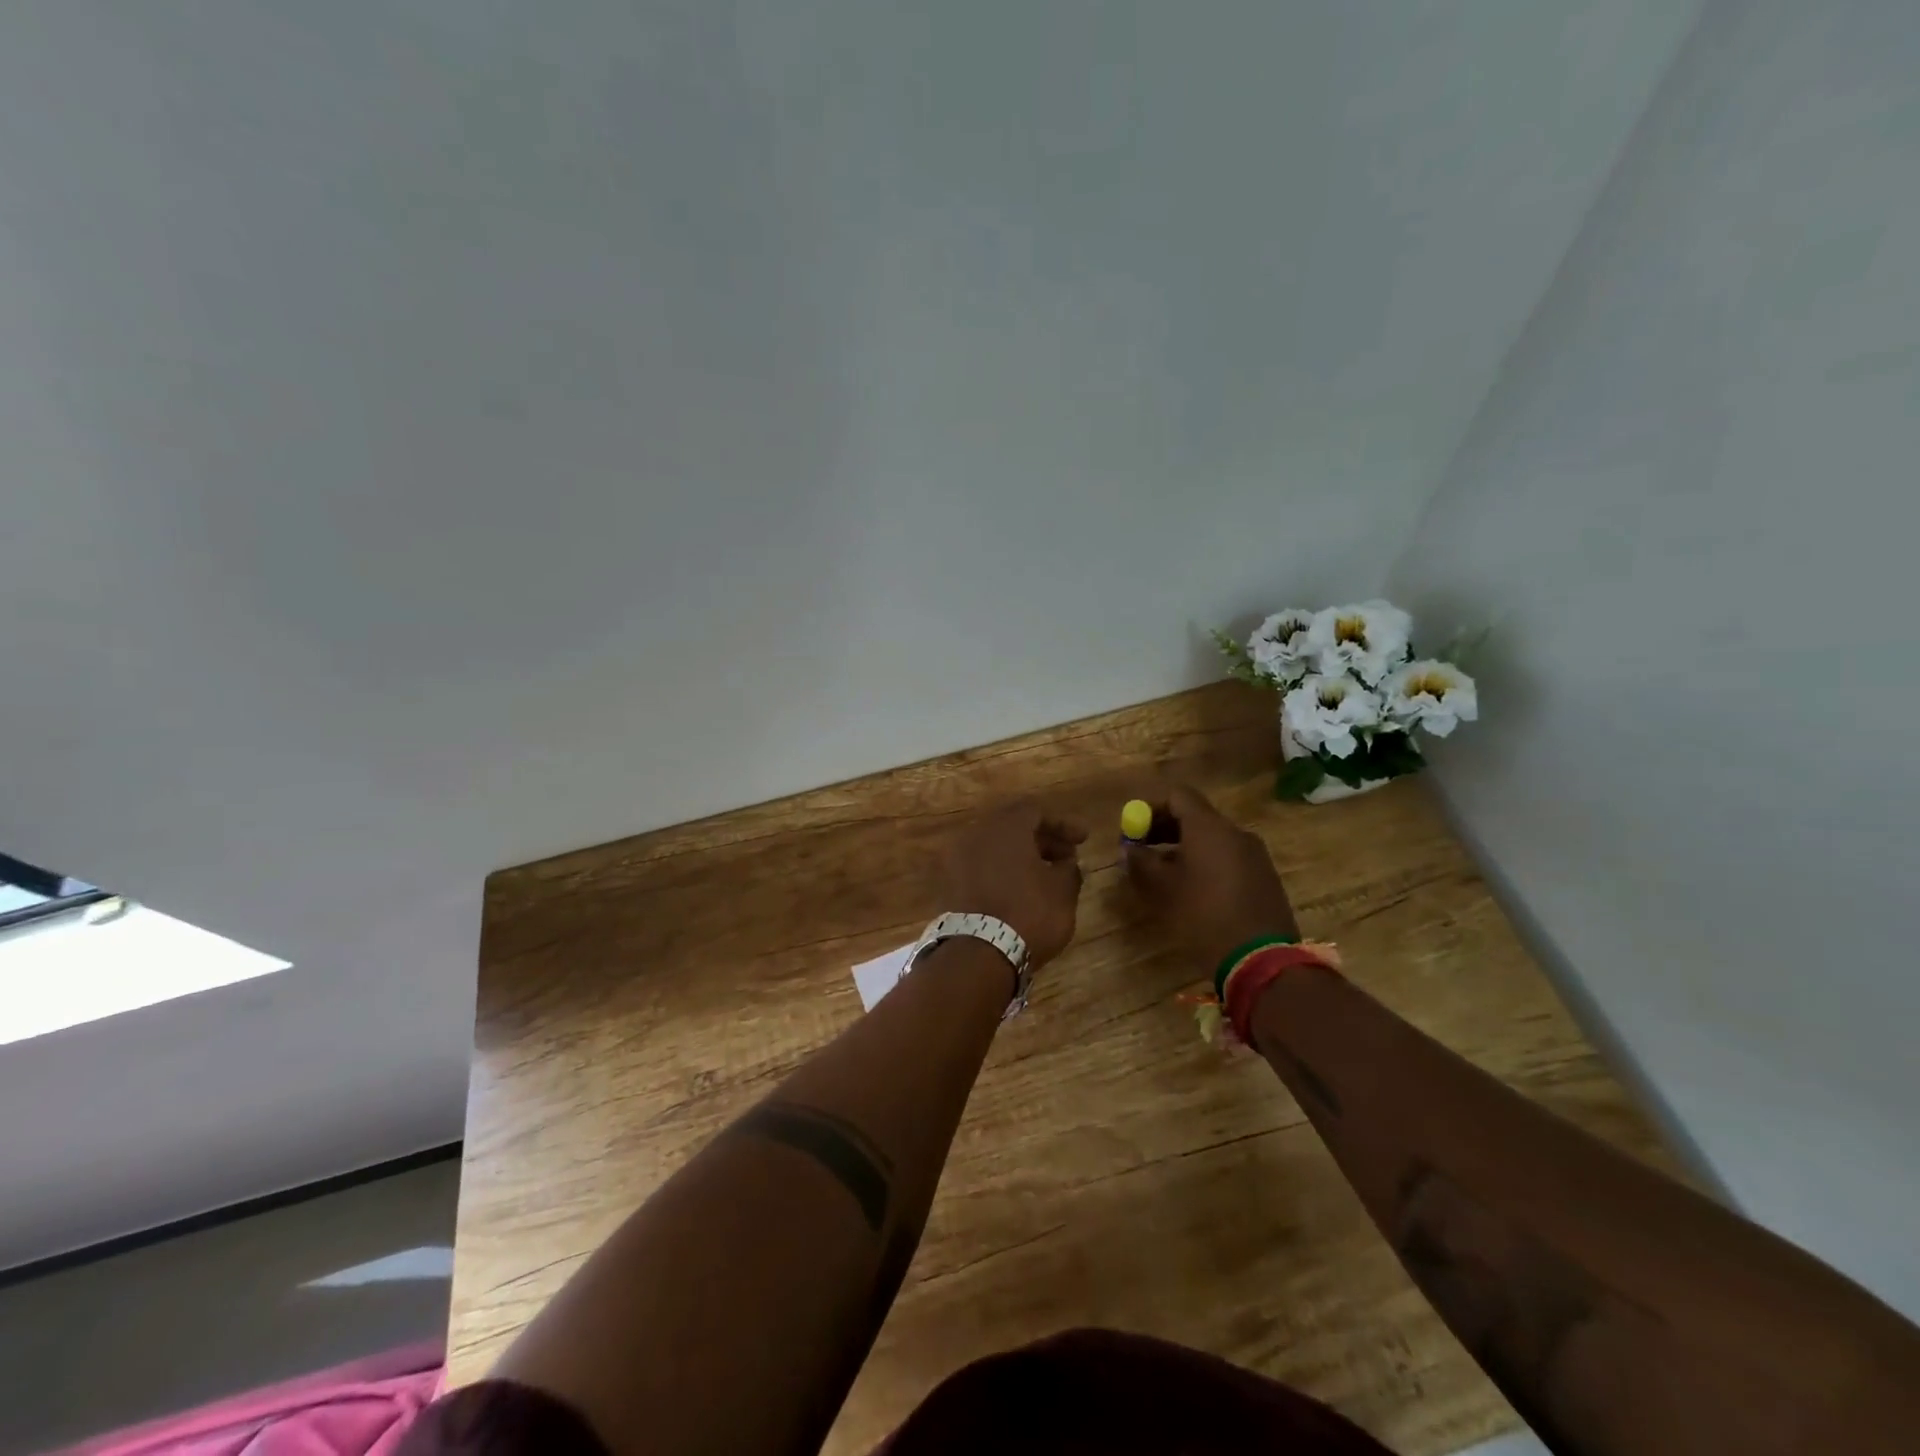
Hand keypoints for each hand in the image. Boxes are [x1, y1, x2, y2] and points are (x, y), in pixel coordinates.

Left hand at [938, 803, 1088, 968]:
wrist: (977, 955)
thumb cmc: (1028, 913)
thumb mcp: (1063, 891)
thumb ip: (1069, 869)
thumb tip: (1066, 863)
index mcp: (1005, 826)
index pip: (1035, 811)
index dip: (1062, 824)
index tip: (1083, 840)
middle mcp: (976, 834)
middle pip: (1013, 827)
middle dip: (1042, 840)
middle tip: (1067, 858)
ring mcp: (957, 859)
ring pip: (995, 848)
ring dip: (1022, 857)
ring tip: (1046, 877)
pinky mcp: (948, 885)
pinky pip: (981, 868)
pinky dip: (1002, 872)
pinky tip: (1020, 892)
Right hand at [1123, 784, 1299, 970]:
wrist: (1260, 960)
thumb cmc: (1203, 916)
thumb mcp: (1162, 889)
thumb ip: (1140, 862)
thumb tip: (1128, 849)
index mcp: (1209, 827)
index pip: (1178, 795)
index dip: (1150, 806)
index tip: (1132, 827)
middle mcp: (1235, 832)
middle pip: (1195, 815)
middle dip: (1164, 827)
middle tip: (1140, 848)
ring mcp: (1254, 855)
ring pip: (1212, 838)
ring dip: (1183, 846)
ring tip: (1161, 872)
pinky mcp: (1264, 877)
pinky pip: (1227, 857)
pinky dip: (1205, 862)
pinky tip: (1192, 889)